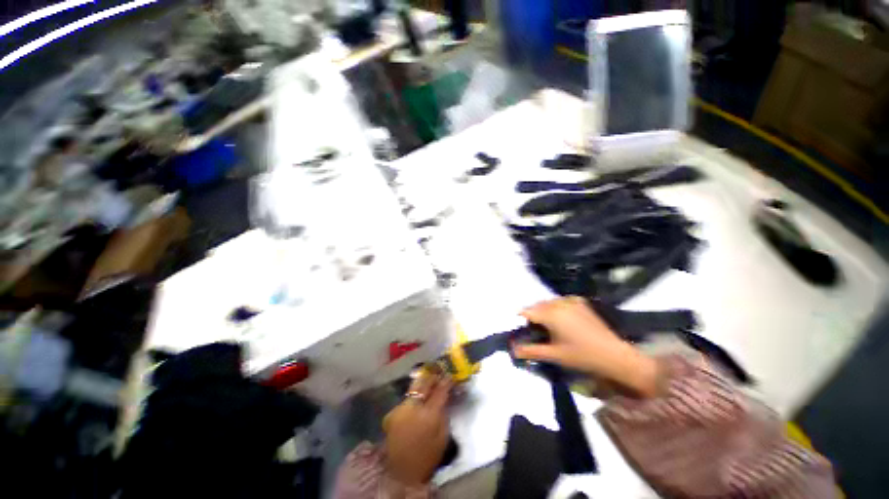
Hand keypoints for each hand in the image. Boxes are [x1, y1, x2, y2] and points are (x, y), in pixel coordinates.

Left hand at [383, 373, 451, 484]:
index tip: (450, 375)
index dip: (446, 381)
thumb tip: (445, 395)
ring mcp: (400, 408)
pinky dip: (414, 396)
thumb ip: (443, 412)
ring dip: (422, 384)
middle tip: (439, 371)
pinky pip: (406, 398)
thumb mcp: (442, 436)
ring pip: (413, 388)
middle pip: (423, 383)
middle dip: (432, 376)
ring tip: (430, 380)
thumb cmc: (428, 456)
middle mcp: (412, 407)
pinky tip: (418, 397)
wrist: (402, 473)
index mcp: (428, 415)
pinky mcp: (392, 413)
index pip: (439, 391)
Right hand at [513, 297, 658, 396]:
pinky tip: (562, 318)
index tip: (521, 329)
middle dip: (533, 315)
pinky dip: (557, 307)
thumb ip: (531, 351)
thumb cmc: (581, 356)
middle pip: (537, 305)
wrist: (614, 355)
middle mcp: (558, 303)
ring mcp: (571, 301)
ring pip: (549, 302)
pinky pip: (561, 300)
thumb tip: (513, 350)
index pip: (527, 311)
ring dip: (544, 310)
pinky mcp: (581, 302)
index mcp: (550, 314)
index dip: (521, 319)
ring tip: (548, 325)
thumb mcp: (554, 355)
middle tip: (535, 330)